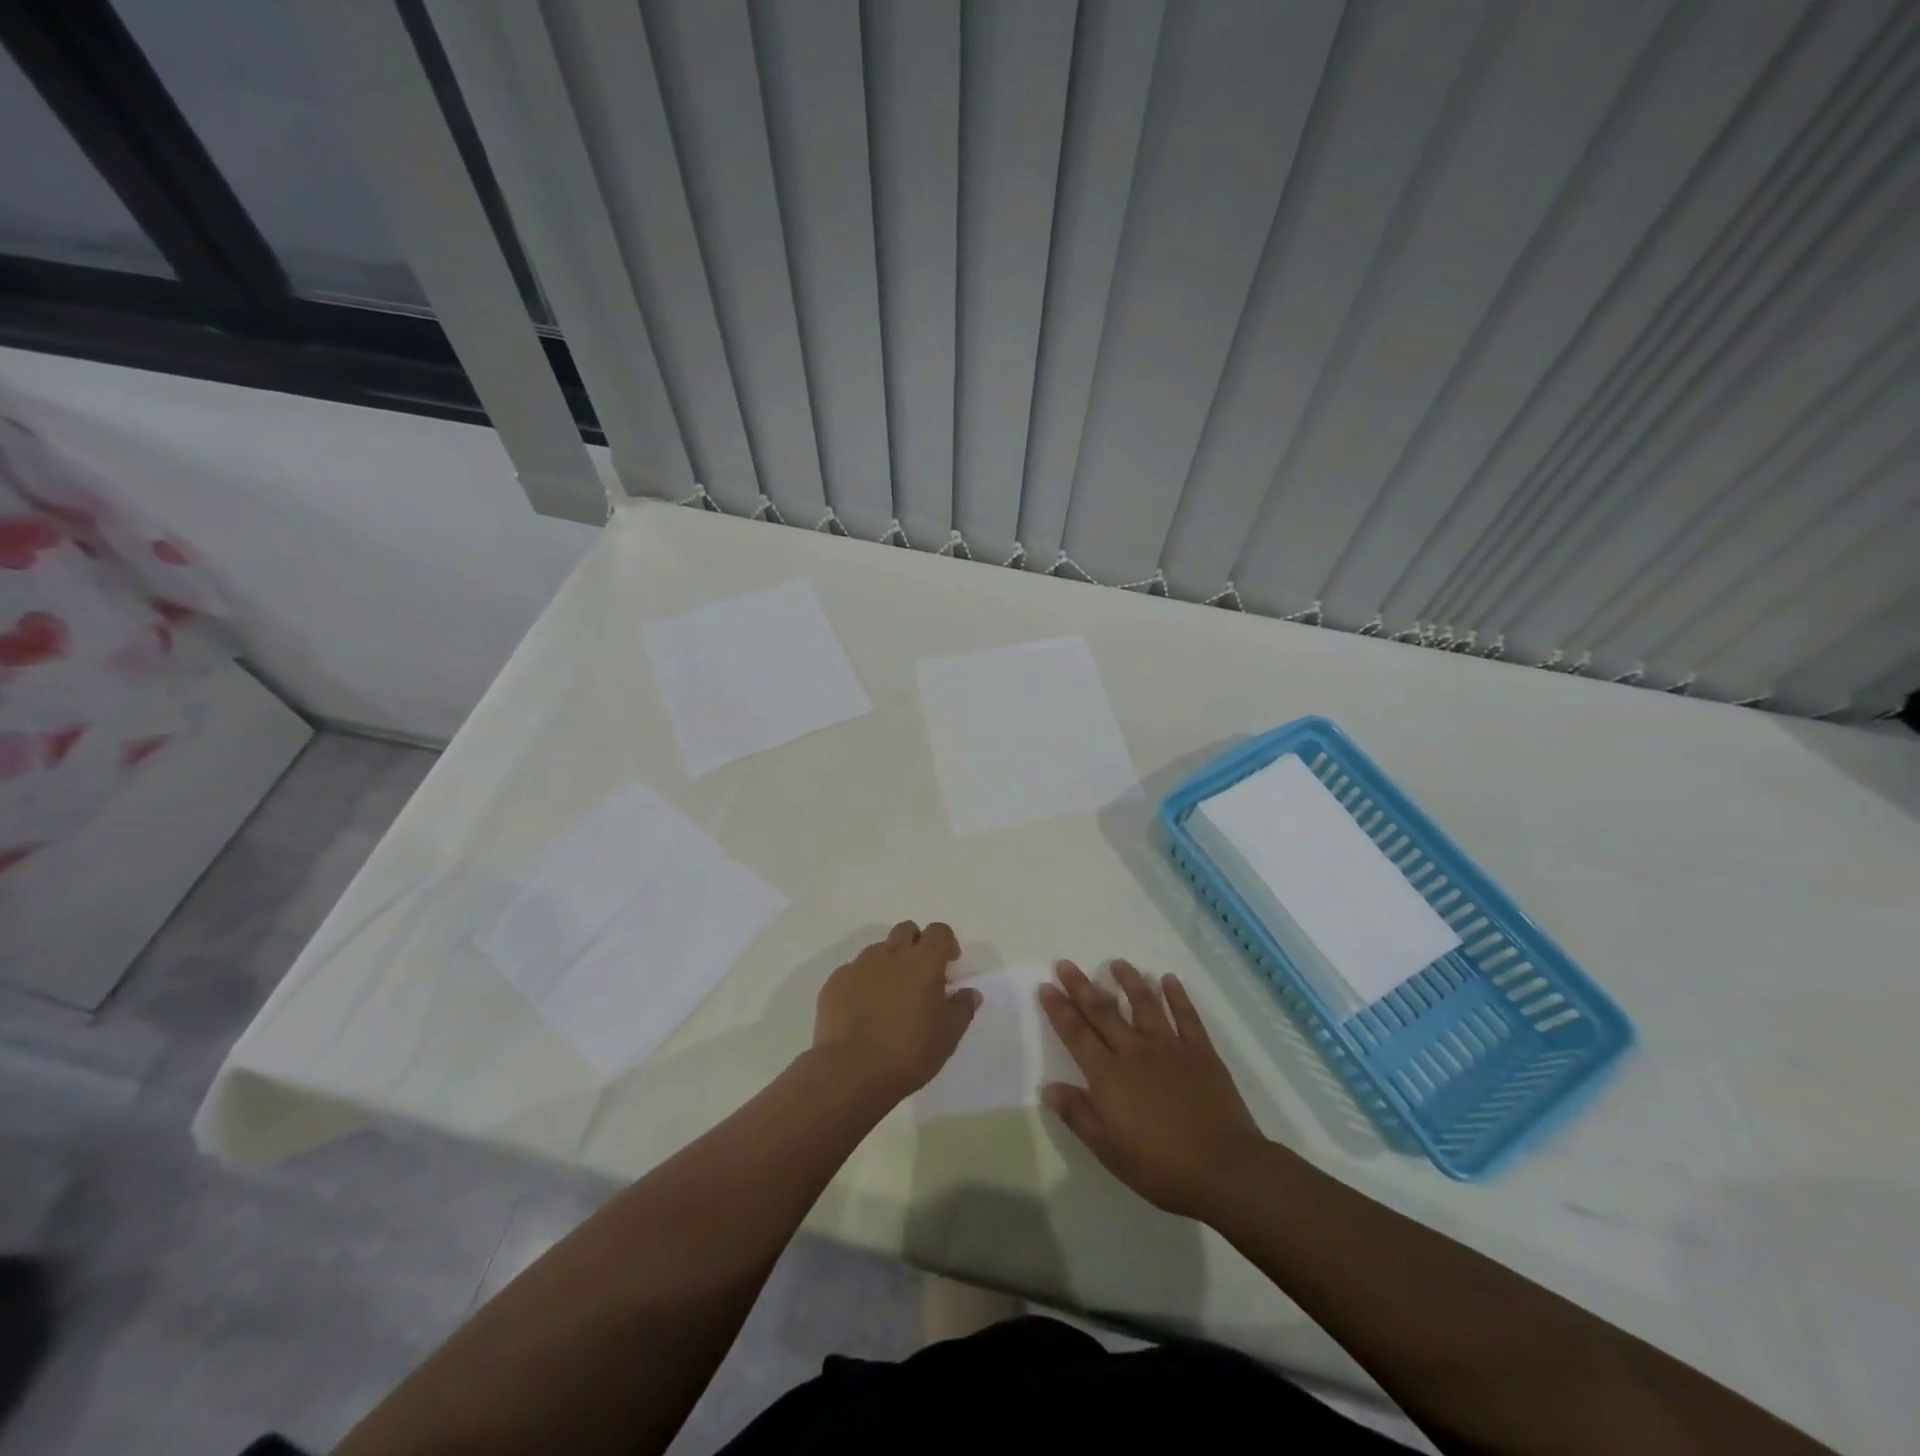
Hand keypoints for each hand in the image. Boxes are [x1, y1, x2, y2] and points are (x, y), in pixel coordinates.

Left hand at [812, 921, 978, 1104]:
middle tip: (920, 976)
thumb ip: (962, 1007)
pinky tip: (863, 1011)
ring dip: (888, 963)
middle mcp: (890, 954)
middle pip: (906, 930)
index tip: (949, 965)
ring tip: (890, 997)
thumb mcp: (948, 1035)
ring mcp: (858, 966)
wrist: (850, 1071)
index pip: (939, 932)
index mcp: (922, 961)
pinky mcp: (834, 983)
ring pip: (878, 950)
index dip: (946, 944)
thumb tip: (970, 992)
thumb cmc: (908, 1051)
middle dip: (916, 944)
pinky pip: (853, 972)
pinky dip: (863, 982)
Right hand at [1040, 960, 1266, 1219]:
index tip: (1046, 985)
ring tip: (1117, 963)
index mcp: (1109, 1075)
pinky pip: (1186, 1016)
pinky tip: (1169, 979)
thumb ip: (1077, 1115)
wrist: (1224, 1169)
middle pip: (1103, 1011)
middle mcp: (1135, 1051)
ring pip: (1145, 1003)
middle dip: (1081, 986)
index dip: (1059, 1009)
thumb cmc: (1160, 1166)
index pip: (1076, 1034)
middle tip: (1065, 963)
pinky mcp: (1201, 1051)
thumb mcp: (1108, 1150)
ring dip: (1129, 980)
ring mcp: (1170, 1047)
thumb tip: (1048, 1087)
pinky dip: (1177, 995)